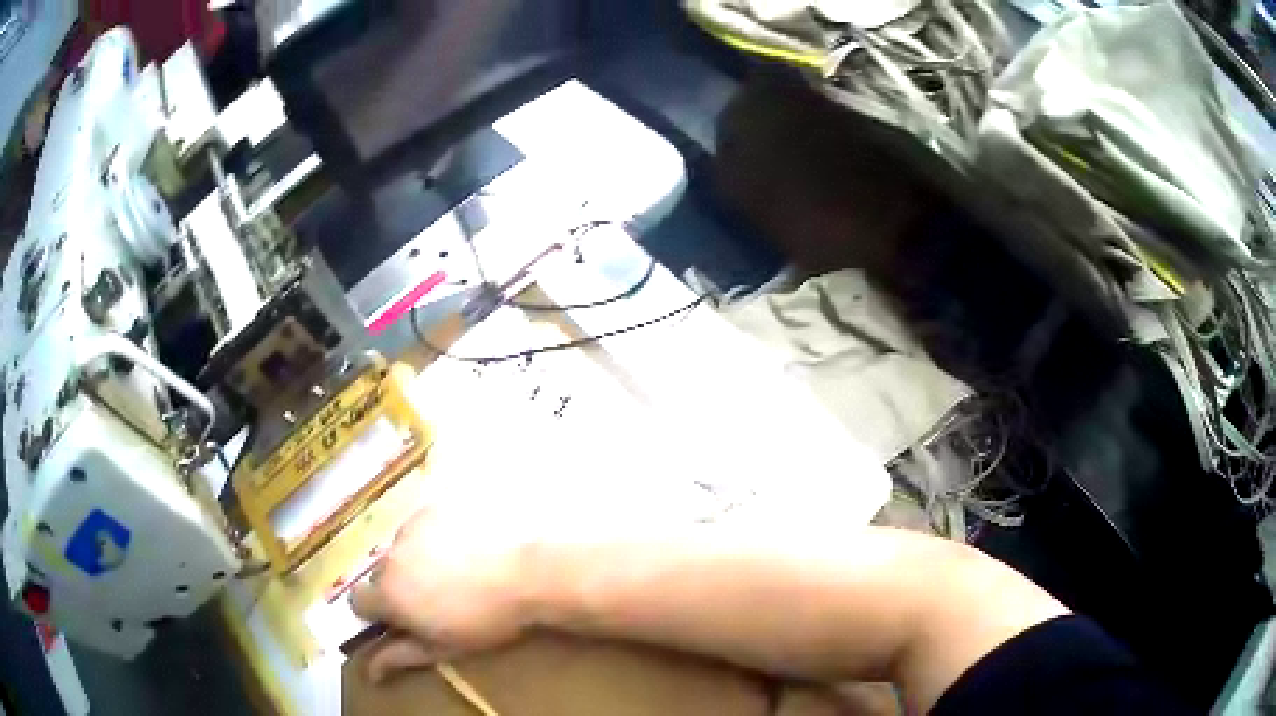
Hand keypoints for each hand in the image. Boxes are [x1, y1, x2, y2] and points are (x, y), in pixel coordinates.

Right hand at [349, 505, 541, 681]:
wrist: (527, 574)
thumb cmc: (485, 620)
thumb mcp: (443, 646)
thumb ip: (400, 656)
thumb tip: (370, 672)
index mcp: (388, 595)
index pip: (358, 601)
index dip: (376, 611)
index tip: (400, 617)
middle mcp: (389, 558)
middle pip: (381, 574)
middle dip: (398, 586)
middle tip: (434, 596)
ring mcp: (410, 528)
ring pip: (400, 548)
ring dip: (415, 559)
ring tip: (455, 569)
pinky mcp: (433, 508)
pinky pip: (421, 525)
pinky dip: (433, 536)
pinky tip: (464, 546)